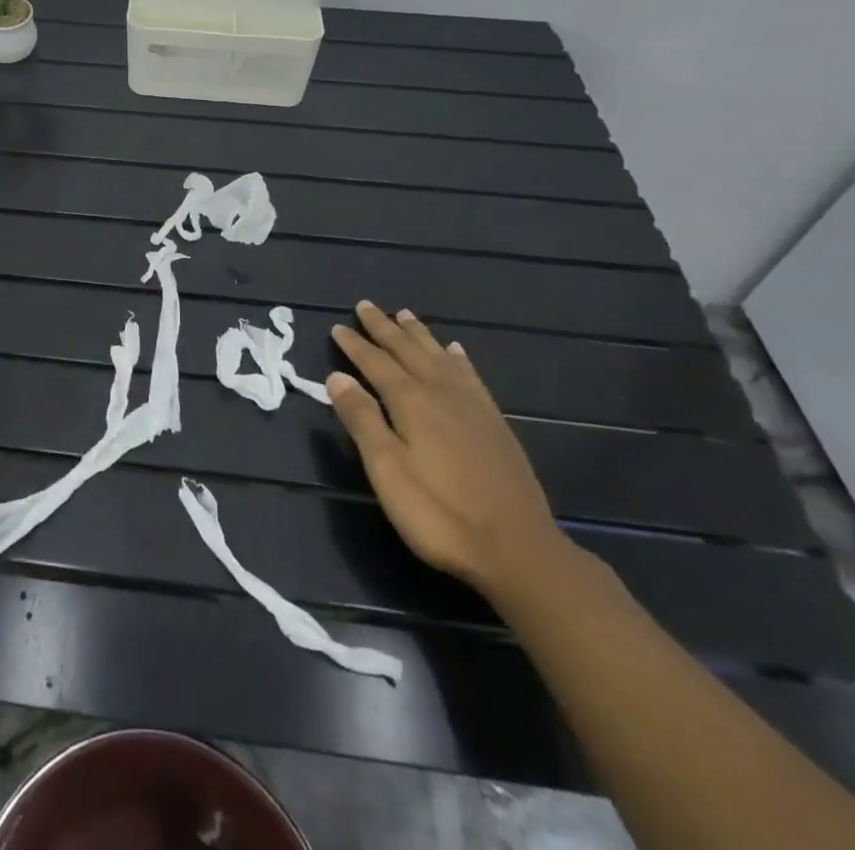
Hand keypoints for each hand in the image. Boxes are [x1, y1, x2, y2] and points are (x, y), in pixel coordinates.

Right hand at [328, 302, 569, 598]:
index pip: (375, 363)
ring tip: (405, 315)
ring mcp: (472, 406)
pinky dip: (457, 358)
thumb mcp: (387, 470)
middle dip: (384, 328)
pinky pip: (470, 375)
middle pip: (407, 351)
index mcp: (411, 402)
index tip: (338, 326)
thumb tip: (337, 376)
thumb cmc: (440, 513)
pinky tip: (456, 352)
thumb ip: (362, 420)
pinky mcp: (494, 423)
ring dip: (418, 335)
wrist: (518, 549)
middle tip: (366, 306)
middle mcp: (441, 392)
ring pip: (439, 356)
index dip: (355, 345)